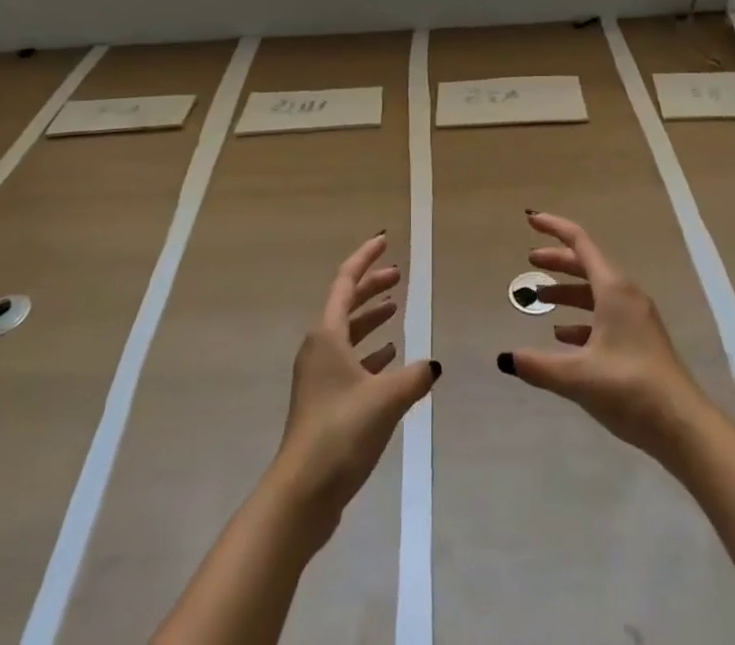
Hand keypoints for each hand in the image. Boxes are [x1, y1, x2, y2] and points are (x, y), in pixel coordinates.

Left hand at [274, 233, 438, 535]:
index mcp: (327, 335)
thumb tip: (432, 366)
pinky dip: (370, 354)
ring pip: (348, 334)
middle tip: (398, 274)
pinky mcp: (325, 402)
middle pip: (346, 304)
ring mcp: (319, 376)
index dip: (365, 258)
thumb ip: (414, 377)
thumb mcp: (386, 399)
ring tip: (397, 310)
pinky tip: (392, 359)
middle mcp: (319, 348)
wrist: (302, 493)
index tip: (384, 240)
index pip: (345, 281)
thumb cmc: (341, 431)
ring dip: (371, 319)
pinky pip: (350, 362)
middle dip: (371, 286)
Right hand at [497, 211, 710, 461]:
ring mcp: (635, 318)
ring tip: (540, 300)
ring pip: (595, 291)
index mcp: (613, 289)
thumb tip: (505, 358)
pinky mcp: (640, 341)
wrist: (683, 427)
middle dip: (557, 261)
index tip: (531, 221)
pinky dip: (581, 318)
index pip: (579, 243)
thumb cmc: (631, 389)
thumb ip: (539, 366)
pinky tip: (564, 336)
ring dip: (567, 292)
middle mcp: (625, 295)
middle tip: (529, 261)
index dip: (554, 228)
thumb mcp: (579, 377)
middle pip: (586, 265)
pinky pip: (605, 315)